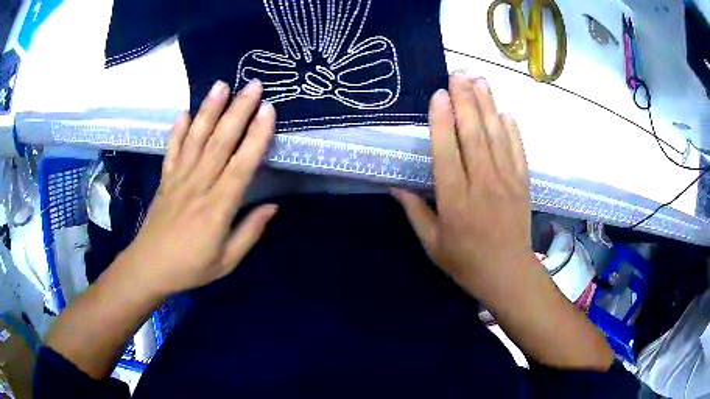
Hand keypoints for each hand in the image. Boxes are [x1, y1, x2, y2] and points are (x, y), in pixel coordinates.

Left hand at [121, 79, 277, 295]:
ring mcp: (178, 179)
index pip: (241, 165)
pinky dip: (178, 130)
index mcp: (217, 208)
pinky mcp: (165, 179)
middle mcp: (199, 186)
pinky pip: (172, 150)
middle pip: (220, 142)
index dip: (256, 136)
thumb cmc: (191, 268)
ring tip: (221, 86)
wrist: (149, 267)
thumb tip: (273, 206)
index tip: (268, 110)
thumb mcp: (227, 261)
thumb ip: (250, 232)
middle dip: (238, 111)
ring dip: (209, 110)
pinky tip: (184, 111)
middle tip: (253, 85)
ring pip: (196, 139)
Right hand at [393, 75, 534, 302]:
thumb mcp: (432, 244)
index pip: (447, 153)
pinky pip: (517, 149)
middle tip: (458, 74)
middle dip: (465, 101)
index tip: (438, 94)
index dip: (442, 121)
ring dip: (487, 105)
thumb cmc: (466, 262)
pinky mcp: (523, 183)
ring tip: (479, 79)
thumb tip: (393, 185)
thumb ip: (415, 212)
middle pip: (473, 135)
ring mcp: (507, 181)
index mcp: (455, 201)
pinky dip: (511, 128)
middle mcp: (482, 185)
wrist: (508, 274)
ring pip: (496, 136)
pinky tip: (504, 109)